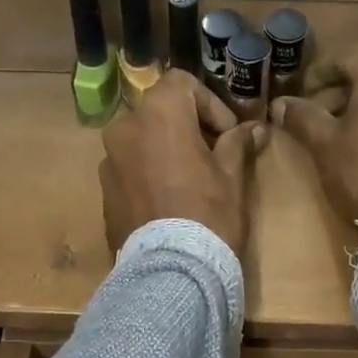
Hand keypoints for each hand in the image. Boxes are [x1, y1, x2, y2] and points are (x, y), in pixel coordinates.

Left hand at [101, 70, 267, 256]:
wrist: (170, 272)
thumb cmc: (208, 216)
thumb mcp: (231, 177)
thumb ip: (237, 144)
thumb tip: (254, 129)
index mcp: (157, 115)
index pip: (182, 84)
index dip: (210, 104)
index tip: (228, 134)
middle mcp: (124, 130)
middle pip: (159, 112)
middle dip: (187, 128)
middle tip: (213, 156)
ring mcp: (108, 163)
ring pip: (141, 142)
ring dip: (165, 151)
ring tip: (189, 182)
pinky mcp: (104, 193)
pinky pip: (129, 170)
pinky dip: (148, 174)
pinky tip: (168, 203)